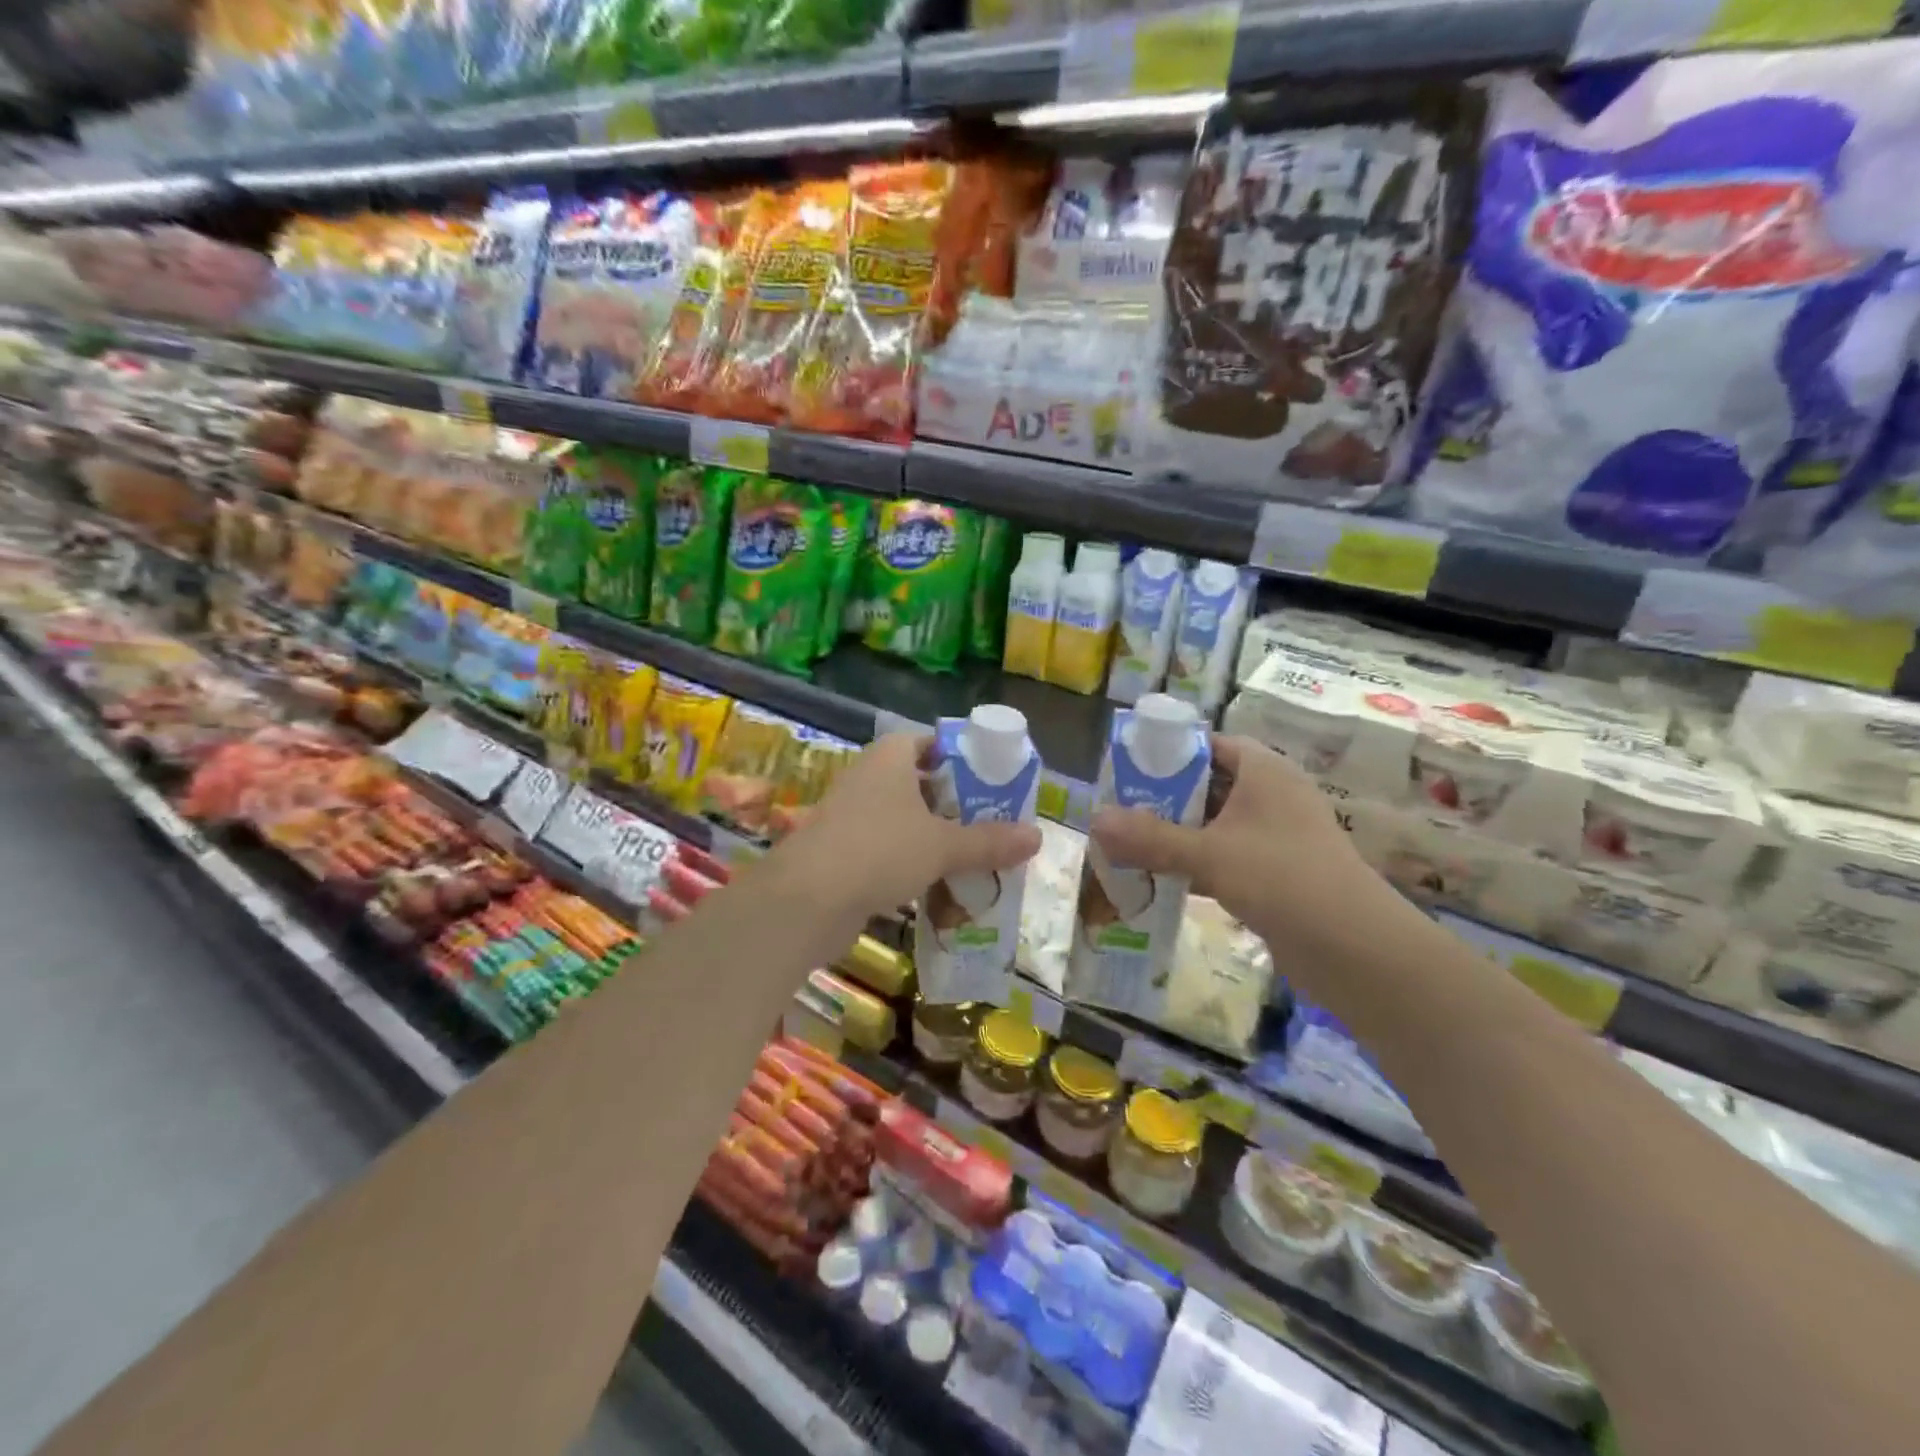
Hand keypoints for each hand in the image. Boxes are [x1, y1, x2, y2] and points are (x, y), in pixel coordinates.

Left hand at [778, 732, 1042, 923]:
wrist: (806, 901)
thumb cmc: (880, 851)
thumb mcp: (943, 846)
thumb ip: (989, 841)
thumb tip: (1038, 837)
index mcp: (890, 758)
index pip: (928, 741)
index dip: (959, 756)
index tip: (989, 779)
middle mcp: (868, 778)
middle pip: (919, 782)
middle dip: (953, 803)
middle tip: (991, 821)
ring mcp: (851, 816)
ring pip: (903, 820)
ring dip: (934, 837)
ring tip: (973, 856)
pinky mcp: (842, 852)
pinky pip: (887, 850)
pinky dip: (911, 863)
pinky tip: (938, 886)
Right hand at [1089, 735, 1387, 951]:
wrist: (1355, 949)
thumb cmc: (1282, 878)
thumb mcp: (1209, 853)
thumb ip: (1150, 837)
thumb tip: (1094, 820)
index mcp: (1264, 771)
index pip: (1210, 744)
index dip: (1169, 752)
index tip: (1128, 768)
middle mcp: (1272, 795)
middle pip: (1208, 785)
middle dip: (1163, 798)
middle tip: (1119, 810)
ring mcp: (1276, 835)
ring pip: (1215, 824)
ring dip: (1176, 834)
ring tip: (1129, 844)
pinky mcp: (1276, 872)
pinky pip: (1226, 856)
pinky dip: (1195, 863)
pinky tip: (1160, 879)